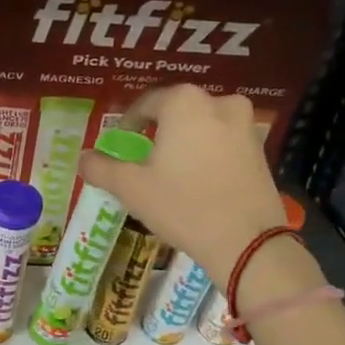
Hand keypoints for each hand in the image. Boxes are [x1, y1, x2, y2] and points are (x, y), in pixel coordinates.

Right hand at [80, 85, 321, 291]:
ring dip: (186, 141)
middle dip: (159, 131)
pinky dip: (208, 154)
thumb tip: (84, 158)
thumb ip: (102, 168)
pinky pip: (224, 143)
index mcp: (184, 102)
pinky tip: (200, 180)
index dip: (128, 123)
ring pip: (203, 126)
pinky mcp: (261, 150)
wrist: (247, 241)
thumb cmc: (182, 205)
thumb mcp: (131, 188)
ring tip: (173, 170)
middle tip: (145, 158)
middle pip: (177, 112)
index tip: (120, 145)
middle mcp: (218, 102)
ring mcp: (245, 125)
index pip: (146, 103)